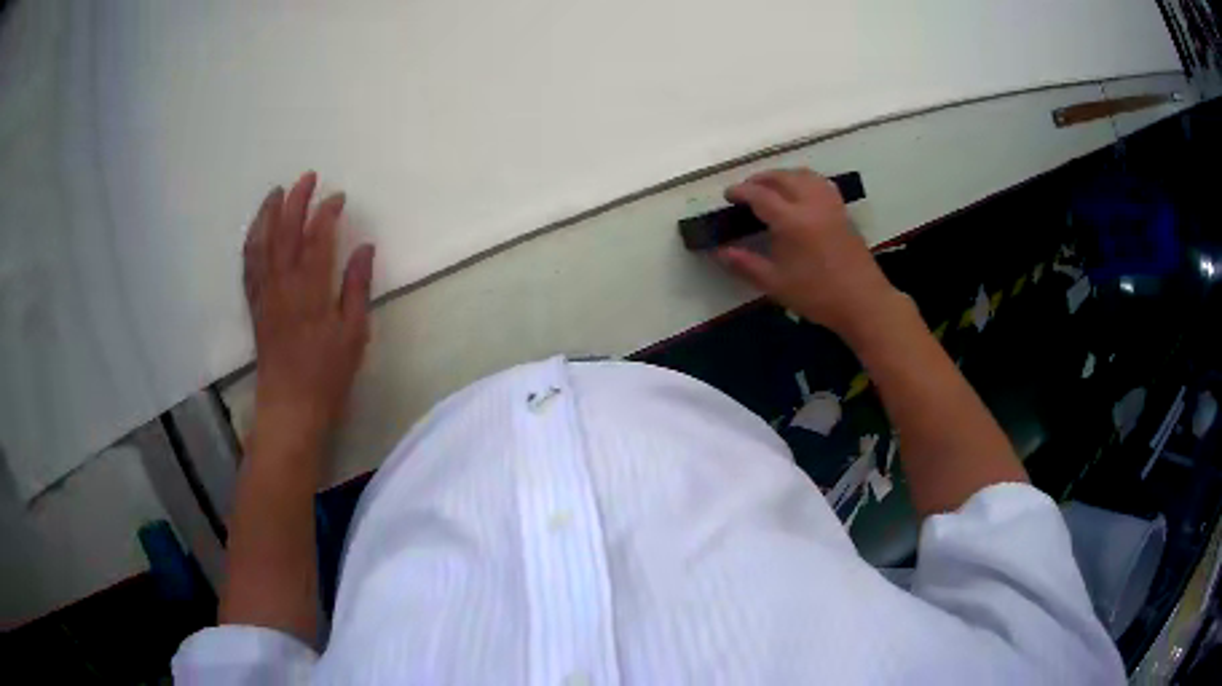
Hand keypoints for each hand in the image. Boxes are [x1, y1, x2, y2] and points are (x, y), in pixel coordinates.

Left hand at [243, 172, 374, 449]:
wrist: (289, 407)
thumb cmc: (327, 374)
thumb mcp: (353, 333)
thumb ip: (357, 287)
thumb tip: (364, 247)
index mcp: (310, 290)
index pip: (318, 238)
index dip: (327, 212)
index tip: (338, 197)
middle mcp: (282, 284)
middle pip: (285, 232)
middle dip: (296, 200)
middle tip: (307, 177)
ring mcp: (264, 294)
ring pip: (261, 244)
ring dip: (268, 214)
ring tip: (276, 193)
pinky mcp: (255, 306)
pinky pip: (249, 266)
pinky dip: (252, 242)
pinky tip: (257, 231)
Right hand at [717, 168, 899, 340]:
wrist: (863, 302)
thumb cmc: (817, 295)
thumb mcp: (776, 284)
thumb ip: (745, 264)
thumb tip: (719, 252)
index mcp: (792, 221)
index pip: (760, 195)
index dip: (741, 191)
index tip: (728, 196)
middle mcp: (811, 204)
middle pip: (782, 177)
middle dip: (761, 179)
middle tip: (746, 190)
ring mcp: (830, 205)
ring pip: (803, 175)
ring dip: (783, 175)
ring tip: (771, 186)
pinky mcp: (842, 211)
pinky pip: (820, 183)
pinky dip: (804, 180)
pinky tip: (801, 193)